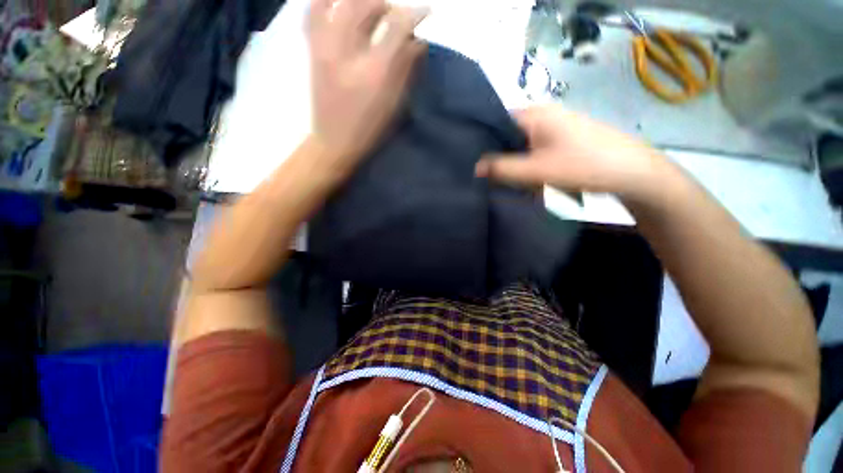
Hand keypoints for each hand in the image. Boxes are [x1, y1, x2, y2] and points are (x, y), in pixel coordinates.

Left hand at [308, 0, 426, 162]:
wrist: (334, 142)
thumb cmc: (369, 129)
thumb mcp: (394, 105)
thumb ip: (406, 70)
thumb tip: (419, 42)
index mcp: (375, 71)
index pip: (397, 27)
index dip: (414, 14)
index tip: (426, 11)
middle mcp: (349, 51)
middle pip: (367, 5)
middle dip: (387, 3)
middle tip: (396, 14)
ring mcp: (326, 47)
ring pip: (341, 3)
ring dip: (362, 0)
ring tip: (372, 8)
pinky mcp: (313, 50)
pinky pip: (313, 12)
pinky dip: (325, 1)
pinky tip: (338, 4)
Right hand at [475, 105, 671, 198]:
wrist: (631, 172)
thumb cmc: (582, 165)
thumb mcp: (536, 170)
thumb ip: (502, 169)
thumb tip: (475, 168)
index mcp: (534, 114)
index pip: (495, 121)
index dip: (481, 140)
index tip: (471, 161)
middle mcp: (543, 115)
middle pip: (507, 135)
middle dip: (497, 156)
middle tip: (488, 177)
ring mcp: (554, 127)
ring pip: (520, 145)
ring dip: (513, 163)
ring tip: (506, 181)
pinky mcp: (562, 140)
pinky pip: (534, 151)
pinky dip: (527, 165)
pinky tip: (527, 179)